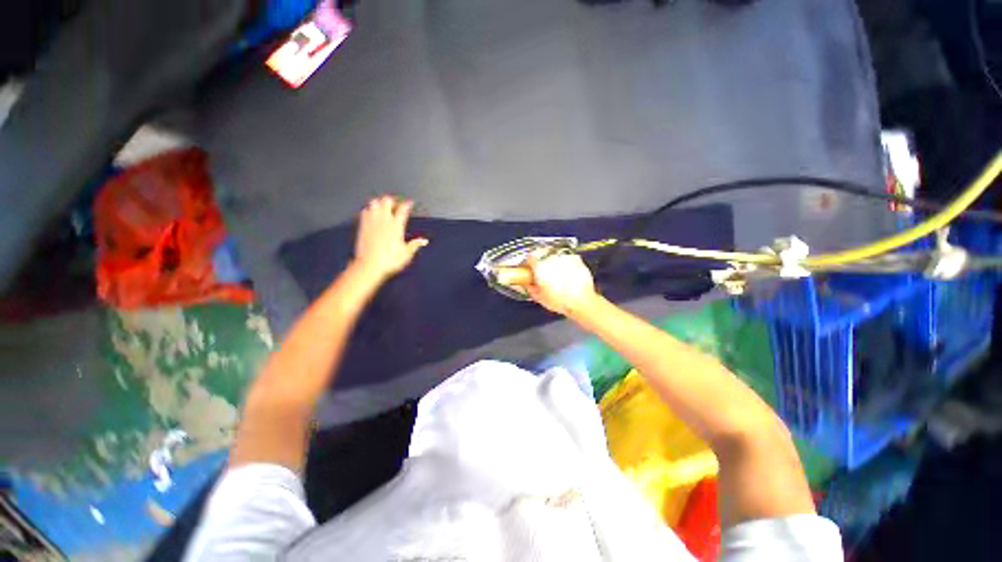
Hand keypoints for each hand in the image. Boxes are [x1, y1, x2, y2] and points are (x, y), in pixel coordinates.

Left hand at [353, 196, 427, 280]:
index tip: (410, 203)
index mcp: (396, 226)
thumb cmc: (390, 261)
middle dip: (392, 201)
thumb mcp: (407, 254)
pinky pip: (364, 211)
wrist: (369, 266)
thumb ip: (415, 244)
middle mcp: (383, 220)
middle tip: (396, 205)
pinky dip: (369, 210)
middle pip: (387, 201)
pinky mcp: (362, 226)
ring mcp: (371, 222)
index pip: (403, 209)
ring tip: (384, 208)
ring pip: (374, 203)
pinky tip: (372, 214)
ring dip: (380, 203)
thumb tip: (423, 240)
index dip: (408, 204)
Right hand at [525, 253, 598, 315]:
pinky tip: (566, 275)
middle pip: (541, 255)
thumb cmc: (561, 300)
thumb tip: (527, 284)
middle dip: (540, 262)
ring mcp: (564, 257)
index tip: (528, 268)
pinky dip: (565, 264)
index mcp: (540, 266)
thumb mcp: (539, 297)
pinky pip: (566, 258)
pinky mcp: (576, 259)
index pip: (529, 258)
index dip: (528, 263)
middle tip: (541, 273)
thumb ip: (530, 288)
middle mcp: (551, 258)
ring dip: (553, 262)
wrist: (582, 301)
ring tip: (556, 276)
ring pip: (554, 256)